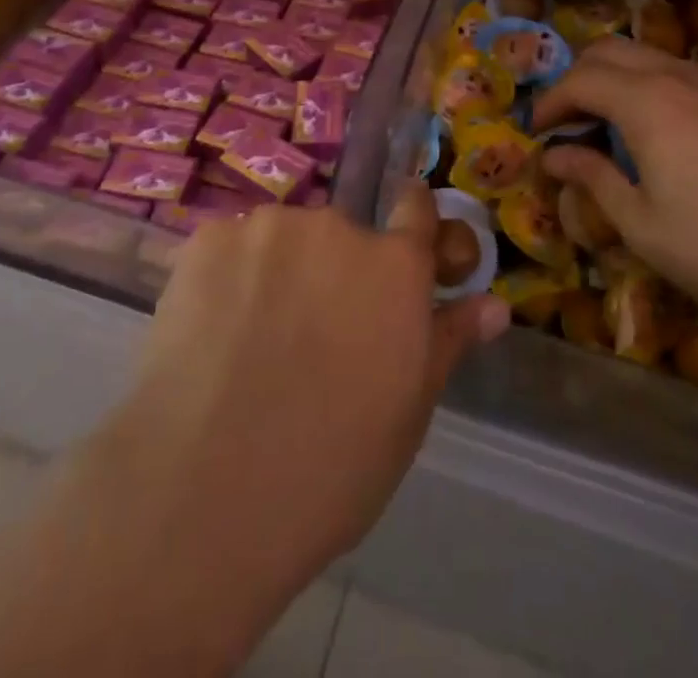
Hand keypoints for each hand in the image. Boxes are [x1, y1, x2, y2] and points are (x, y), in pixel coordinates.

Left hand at [104, 193, 507, 602]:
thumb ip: (448, 341)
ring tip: (253, 340)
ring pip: (285, 240)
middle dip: (336, 270)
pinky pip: (232, 248)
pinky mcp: (209, 239)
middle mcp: (337, 227)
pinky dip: (230, 278)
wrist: (202, 491)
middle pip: (344, 234)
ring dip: (281, 271)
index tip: (400, 252)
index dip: (412, 225)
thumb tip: (495, 305)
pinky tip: (212, 332)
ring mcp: (269, 228)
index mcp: (395, 266)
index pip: (417, 207)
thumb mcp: (407, 412)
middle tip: (310, 335)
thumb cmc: (329, 467)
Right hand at [532, 37, 697, 355]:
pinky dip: (651, 87)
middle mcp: (680, 76)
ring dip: (615, 79)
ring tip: (605, 127)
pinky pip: (682, 73)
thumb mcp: (643, 225)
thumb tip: (553, 156)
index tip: (535, 134)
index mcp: (647, 101)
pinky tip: (658, 134)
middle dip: (577, 78)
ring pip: (649, 56)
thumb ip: (593, 178)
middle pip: (611, 50)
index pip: (580, 79)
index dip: (550, 103)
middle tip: (565, 123)